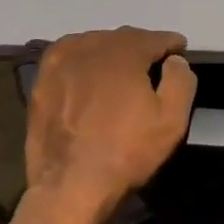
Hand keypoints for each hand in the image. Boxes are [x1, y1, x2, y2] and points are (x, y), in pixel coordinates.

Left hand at [24, 27, 196, 220]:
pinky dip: (83, 60)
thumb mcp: (172, 119)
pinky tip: (88, 73)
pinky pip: (68, 58)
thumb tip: (174, 60)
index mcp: (124, 52)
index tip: (180, 50)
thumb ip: (181, 80)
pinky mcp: (42, 80)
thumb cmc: (127, 151)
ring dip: (111, 51)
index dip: (170, 44)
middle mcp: (91, 47)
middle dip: (141, 46)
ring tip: (120, 69)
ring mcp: (62, 62)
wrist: (70, 185)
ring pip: (94, 44)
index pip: (154, 38)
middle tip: (153, 62)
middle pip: (123, 38)